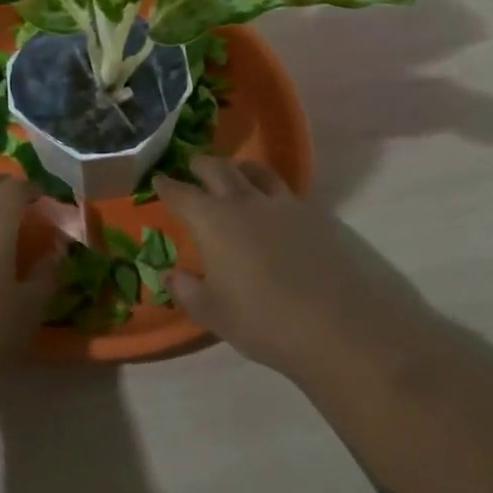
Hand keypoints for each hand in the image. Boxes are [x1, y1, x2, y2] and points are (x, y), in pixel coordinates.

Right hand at [155, 157, 434, 384]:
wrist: (335, 327)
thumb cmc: (261, 320)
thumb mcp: (212, 313)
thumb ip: (186, 290)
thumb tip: (170, 274)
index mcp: (213, 221)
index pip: (182, 193)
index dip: (167, 185)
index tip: (158, 180)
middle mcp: (246, 202)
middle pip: (219, 169)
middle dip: (200, 165)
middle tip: (191, 168)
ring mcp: (283, 206)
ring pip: (256, 171)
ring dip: (238, 168)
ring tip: (233, 174)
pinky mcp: (314, 216)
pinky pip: (284, 190)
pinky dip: (268, 188)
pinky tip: (271, 206)